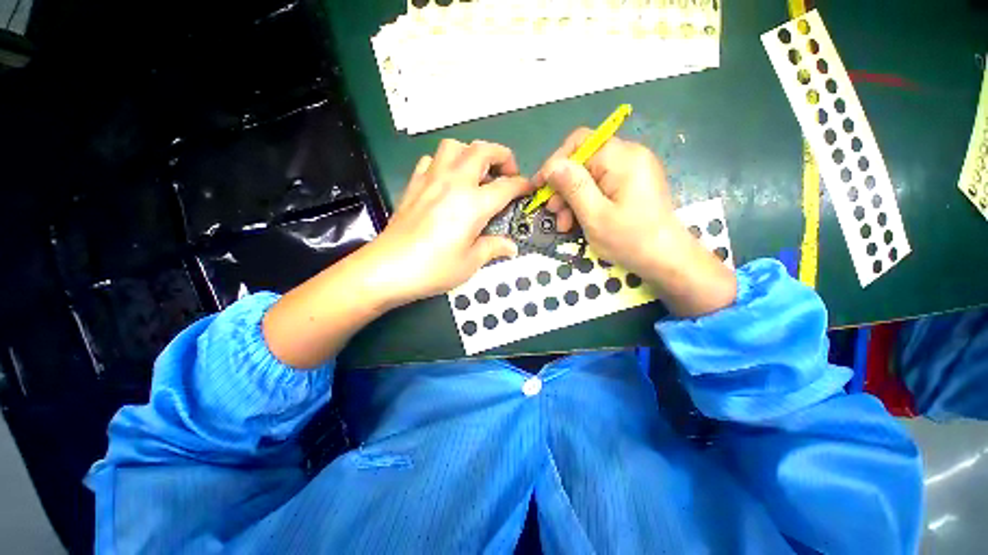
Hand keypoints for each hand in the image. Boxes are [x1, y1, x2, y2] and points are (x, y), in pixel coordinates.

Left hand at [366, 139, 533, 306]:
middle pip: (482, 150)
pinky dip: (444, 163)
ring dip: (471, 153)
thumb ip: (493, 248)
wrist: (388, 269)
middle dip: (502, 155)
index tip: (528, 188)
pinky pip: (431, 160)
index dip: (522, 185)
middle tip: (507, 173)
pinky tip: (447, 181)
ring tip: (476, 174)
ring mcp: (431, 180)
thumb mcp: (470, 263)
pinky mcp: (413, 185)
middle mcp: (454, 183)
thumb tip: (511, 247)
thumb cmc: (434, 268)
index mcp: (473, 204)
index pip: (506, 186)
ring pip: (454, 147)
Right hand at [534, 128, 736, 316]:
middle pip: (583, 160)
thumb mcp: (595, 216)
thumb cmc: (631, 240)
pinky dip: (585, 201)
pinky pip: (600, 185)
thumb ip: (573, 187)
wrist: (668, 259)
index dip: (555, 164)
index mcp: (622, 158)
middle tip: (553, 213)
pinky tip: (578, 221)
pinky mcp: (632, 185)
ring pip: (589, 175)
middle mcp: (629, 156)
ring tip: (564, 224)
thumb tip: (551, 165)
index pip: (579, 144)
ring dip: (571, 198)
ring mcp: (632, 170)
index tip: (539, 189)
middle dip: (563, 186)